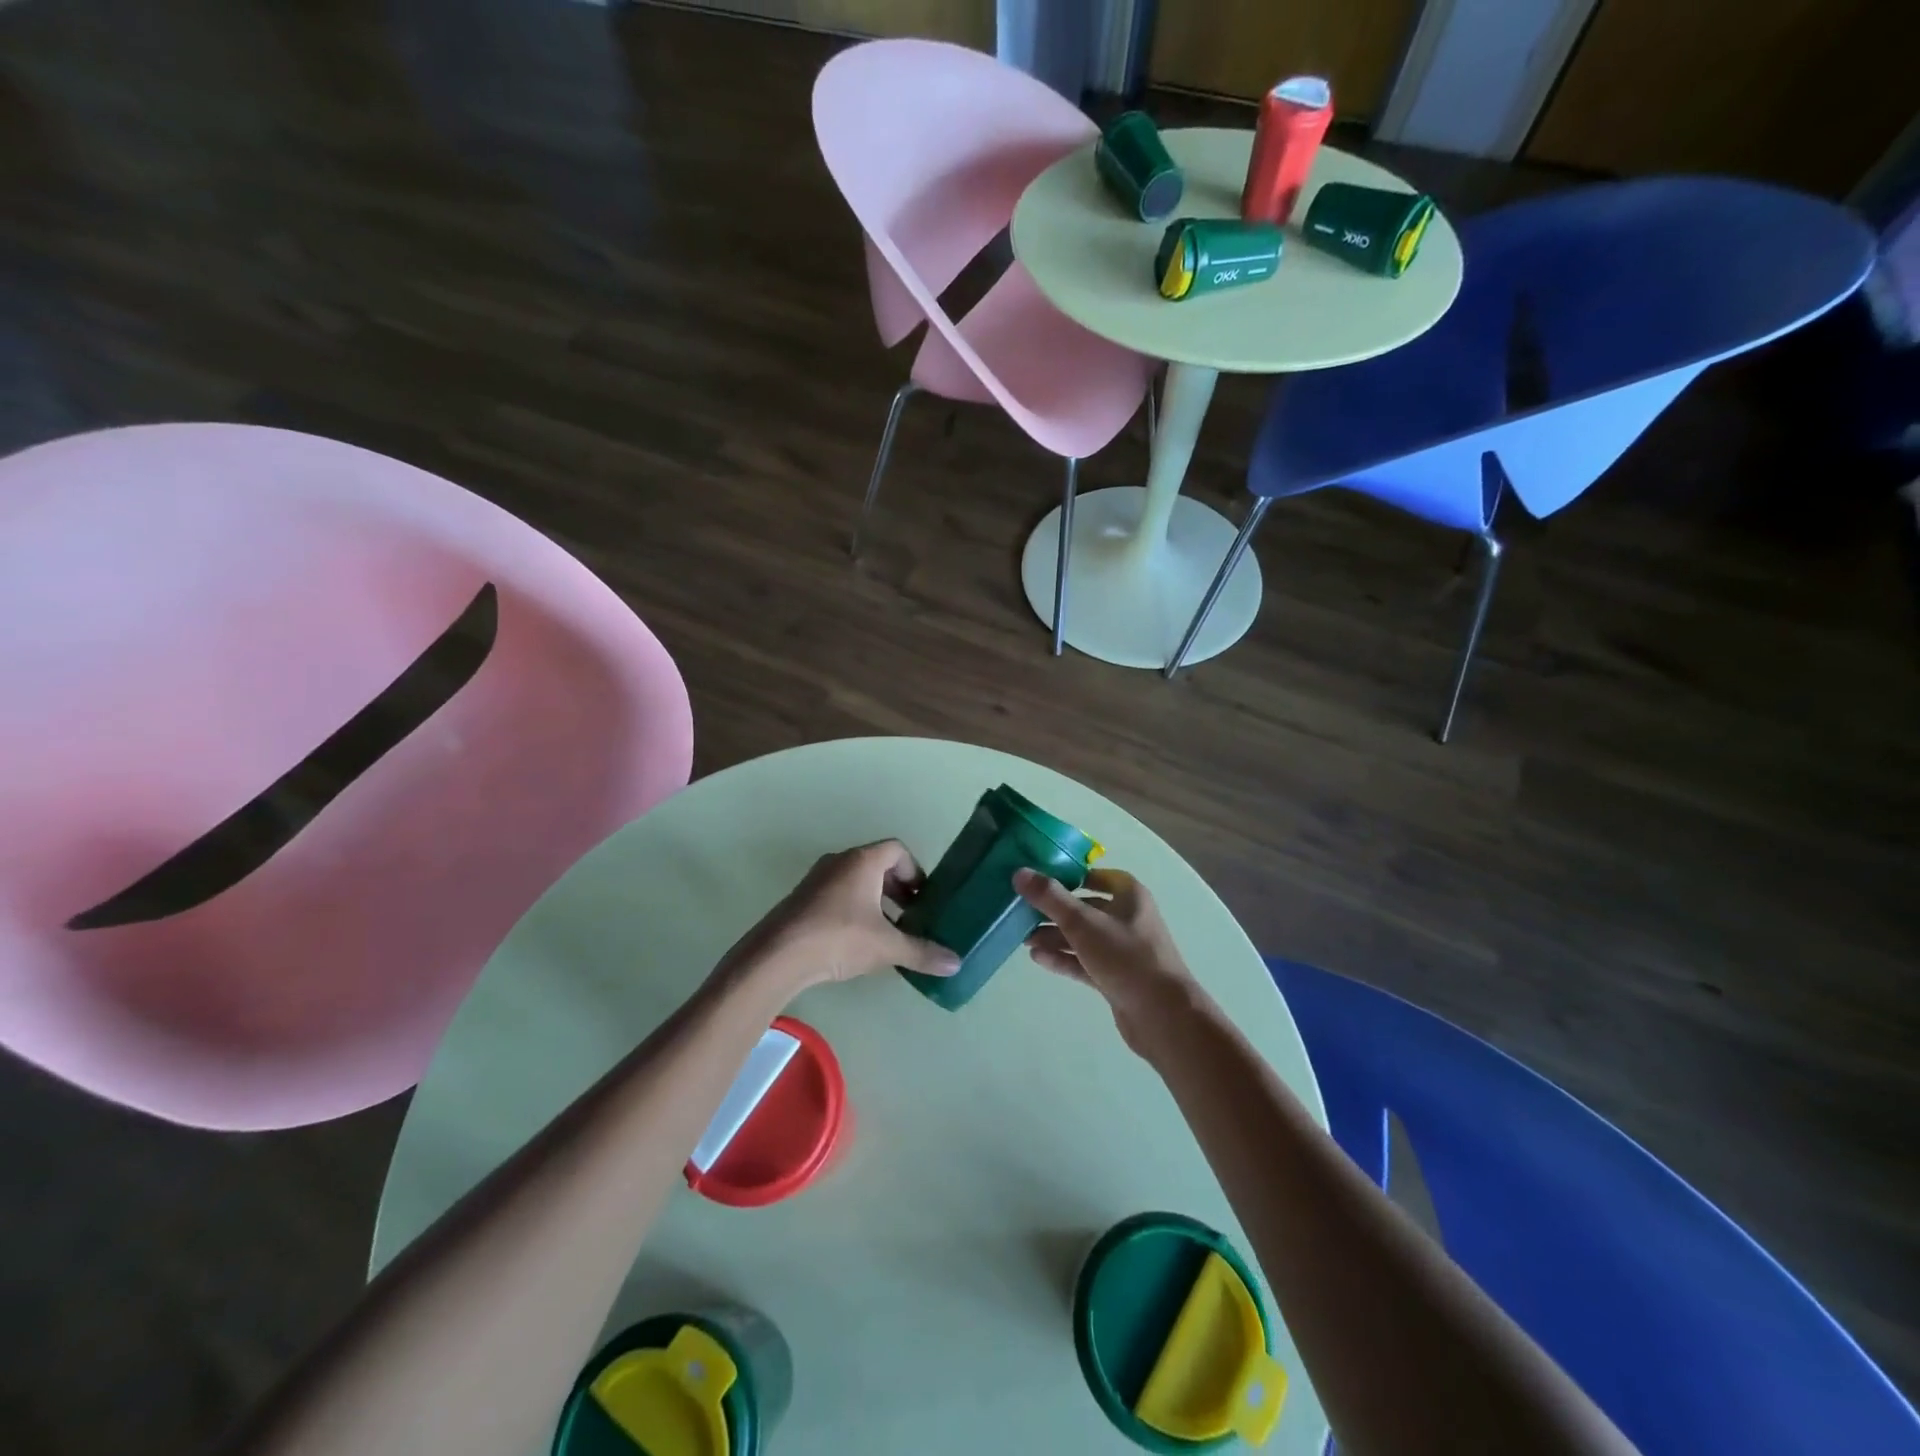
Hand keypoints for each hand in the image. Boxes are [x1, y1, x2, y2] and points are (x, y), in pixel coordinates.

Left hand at [728, 841, 959, 993]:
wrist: (777, 956)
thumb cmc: (838, 938)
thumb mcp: (886, 947)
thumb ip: (921, 952)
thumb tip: (956, 963)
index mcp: (863, 861)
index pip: (897, 850)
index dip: (915, 871)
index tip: (924, 898)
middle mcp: (840, 861)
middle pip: (877, 864)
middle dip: (898, 889)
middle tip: (912, 916)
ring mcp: (817, 879)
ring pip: (856, 881)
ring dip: (876, 900)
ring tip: (888, 931)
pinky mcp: (802, 899)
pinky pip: (837, 894)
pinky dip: (854, 909)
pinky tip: (857, 941)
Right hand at [1015, 867, 1200, 1053]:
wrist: (1162, 1016)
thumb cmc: (1126, 957)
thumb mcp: (1084, 923)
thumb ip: (1050, 898)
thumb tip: (1019, 872)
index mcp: (1130, 896)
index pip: (1097, 876)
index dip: (1070, 875)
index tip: (1039, 879)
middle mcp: (1128, 918)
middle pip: (1086, 907)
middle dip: (1054, 911)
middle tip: (1023, 913)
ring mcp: (1123, 950)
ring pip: (1083, 937)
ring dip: (1055, 936)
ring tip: (1023, 939)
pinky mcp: (1116, 977)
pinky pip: (1085, 961)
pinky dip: (1064, 958)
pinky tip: (1037, 958)